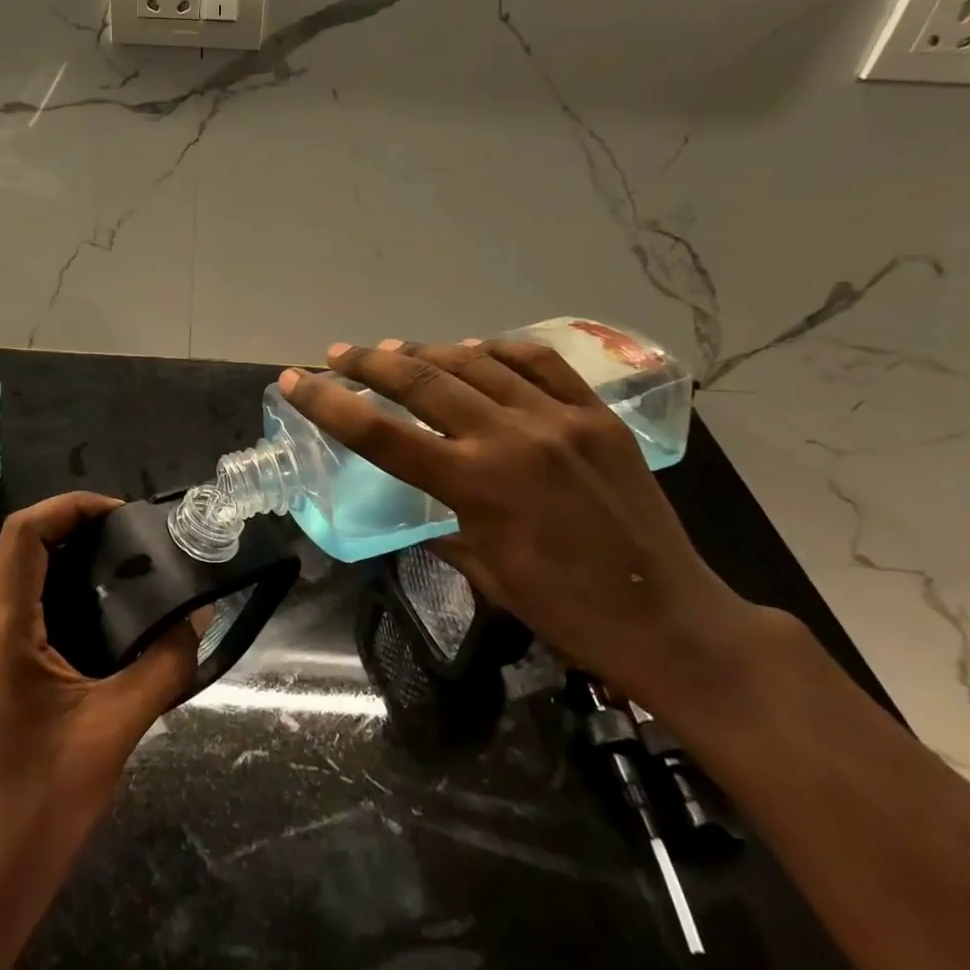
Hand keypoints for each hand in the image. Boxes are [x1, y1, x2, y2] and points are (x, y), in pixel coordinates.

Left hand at [0, 492, 196, 969]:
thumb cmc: (42, 803)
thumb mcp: (116, 728)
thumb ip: (164, 664)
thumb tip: (199, 615)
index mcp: (1, 628)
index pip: (25, 532)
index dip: (72, 507)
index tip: (125, 515)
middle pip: (24, 546)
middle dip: (79, 530)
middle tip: (137, 541)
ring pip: (23, 576)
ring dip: (72, 562)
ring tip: (130, 570)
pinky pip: (25, 609)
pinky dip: (64, 594)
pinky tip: (107, 618)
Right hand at [280, 339, 777, 711]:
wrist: (673, 619)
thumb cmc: (568, 611)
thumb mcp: (486, 572)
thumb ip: (443, 523)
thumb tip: (419, 500)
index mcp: (476, 485)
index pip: (381, 434)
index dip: (330, 404)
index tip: (295, 380)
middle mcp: (511, 437)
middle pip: (421, 381)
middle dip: (368, 364)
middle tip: (338, 355)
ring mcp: (558, 418)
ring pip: (474, 363)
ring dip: (425, 353)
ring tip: (393, 351)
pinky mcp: (596, 413)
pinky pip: (538, 362)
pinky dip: (497, 350)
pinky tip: (474, 351)